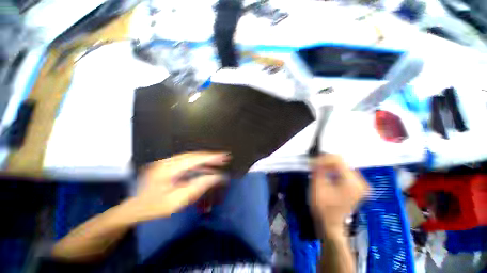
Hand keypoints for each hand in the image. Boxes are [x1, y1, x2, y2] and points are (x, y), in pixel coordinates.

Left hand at [130, 152, 228, 221]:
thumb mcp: (177, 201)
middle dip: (210, 157)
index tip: (224, 156)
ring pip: (191, 157)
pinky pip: (187, 161)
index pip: (194, 159)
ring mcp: (167, 162)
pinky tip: (206, 167)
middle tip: (224, 158)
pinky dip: (198, 163)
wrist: (135, 208)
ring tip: (218, 162)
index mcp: (167, 169)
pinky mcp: (168, 165)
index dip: (211, 157)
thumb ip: (197, 187)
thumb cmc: (155, 207)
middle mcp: (167, 162)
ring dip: (205, 160)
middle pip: (193, 156)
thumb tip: (216, 177)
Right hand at [310, 154, 368, 233]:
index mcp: (352, 183)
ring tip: (318, 168)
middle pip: (342, 162)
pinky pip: (345, 172)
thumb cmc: (323, 208)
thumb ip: (318, 170)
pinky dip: (334, 170)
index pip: (338, 160)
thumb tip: (316, 159)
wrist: (331, 224)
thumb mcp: (317, 187)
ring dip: (329, 165)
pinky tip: (326, 173)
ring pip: (343, 166)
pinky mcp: (357, 187)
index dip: (323, 159)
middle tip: (314, 165)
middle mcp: (360, 182)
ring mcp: (360, 185)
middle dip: (326, 162)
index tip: (312, 162)